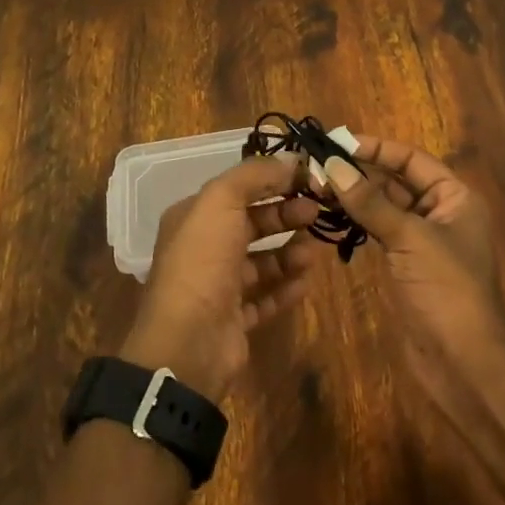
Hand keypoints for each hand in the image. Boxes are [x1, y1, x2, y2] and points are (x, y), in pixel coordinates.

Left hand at [120, 154, 324, 401]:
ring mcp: (218, 287)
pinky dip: (286, 288)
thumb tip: (290, 161)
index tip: (308, 179)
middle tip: (316, 212)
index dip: (272, 181)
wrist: (188, 343)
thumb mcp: (221, 201)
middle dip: (285, 215)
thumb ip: (254, 175)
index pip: (238, 189)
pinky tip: (306, 281)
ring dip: (289, 253)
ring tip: (312, 252)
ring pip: (261, 261)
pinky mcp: (234, 321)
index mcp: (193, 217)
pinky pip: (266, 298)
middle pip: (252, 223)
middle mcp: (203, 248)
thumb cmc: (202, 261)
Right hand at [320, 136, 504, 392]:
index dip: (376, 148)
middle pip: (396, 180)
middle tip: (317, 166)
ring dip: (354, 195)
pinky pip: (379, 230)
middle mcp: (440, 211)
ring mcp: (422, 239)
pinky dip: (357, 220)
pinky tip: (331, 213)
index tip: (337, 143)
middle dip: (359, 172)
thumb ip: (370, 201)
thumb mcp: (409, 238)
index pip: (410, 159)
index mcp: (454, 197)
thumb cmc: (446, 289)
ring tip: (316, 185)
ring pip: (384, 205)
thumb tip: (332, 165)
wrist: (463, 363)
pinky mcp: (406, 263)